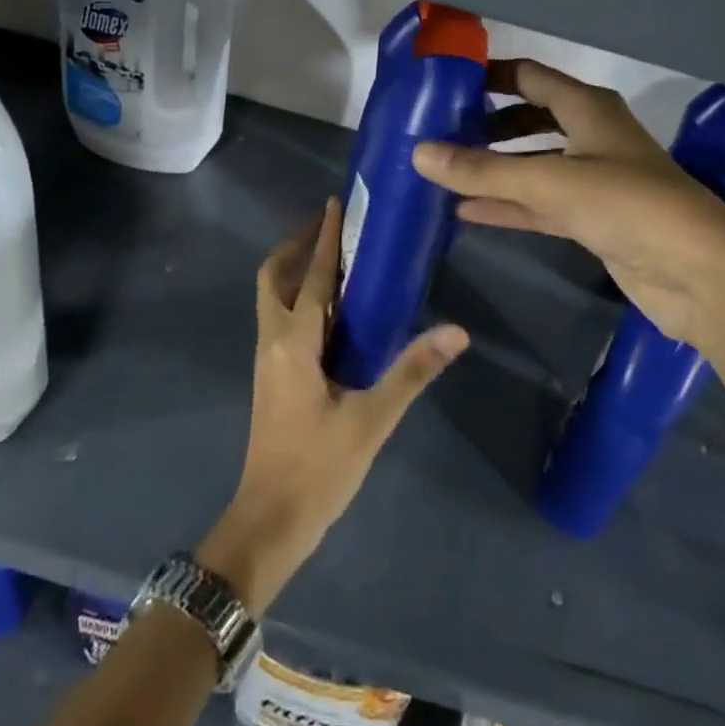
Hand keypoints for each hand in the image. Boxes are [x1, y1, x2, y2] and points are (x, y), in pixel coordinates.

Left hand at [199, 200, 467, 614]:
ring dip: (295, 269)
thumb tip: (456, 331)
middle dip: (297, 246)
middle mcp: (273, 340)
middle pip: (274, 277)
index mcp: (294, 342)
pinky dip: (298, 297)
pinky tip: (331, 309)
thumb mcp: (372, 419)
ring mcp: (268, 360)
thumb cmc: (319, 468)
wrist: (270, 521)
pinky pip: (280, 318)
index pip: (311, 276)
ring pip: (272, 297)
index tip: (335, 203)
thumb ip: (412, 371)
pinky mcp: (272, 377)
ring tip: (332, 257)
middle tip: (330, 227)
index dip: (323, 238)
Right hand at [413, 60, 724, 351]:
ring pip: (532, 165)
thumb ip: (483, 171)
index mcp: (588, 108)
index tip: (444, 84)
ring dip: (493, 169)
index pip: (529, 77)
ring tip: (442, 172)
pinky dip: (508, 205)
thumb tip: (418, 153)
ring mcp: (593, 179)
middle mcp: (591, 135)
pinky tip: (466, 212)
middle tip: (437, 133)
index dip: (489, 76)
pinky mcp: (594, 219)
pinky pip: (540, 204)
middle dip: (486, 125)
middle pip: (529, 119)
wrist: (700, 274)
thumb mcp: (551, 182)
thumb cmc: (629, 205)